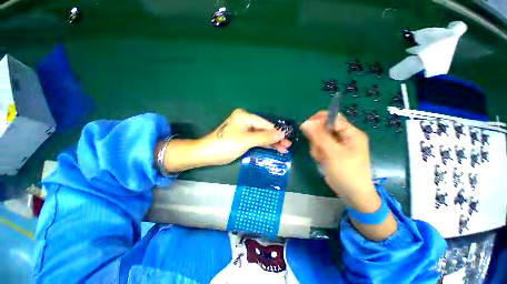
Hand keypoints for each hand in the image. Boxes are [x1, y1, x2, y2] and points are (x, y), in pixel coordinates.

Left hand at [198, 109, 291, 165]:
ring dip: (271, 142)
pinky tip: (273, 147)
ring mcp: (244, 129)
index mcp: (245, 116)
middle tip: (287, 146)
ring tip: (283, 149)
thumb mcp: (246, 140)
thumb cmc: (226, 145)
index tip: (287, 139)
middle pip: (264, 129)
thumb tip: (281, 134)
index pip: (265, 124)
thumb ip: (264, 137)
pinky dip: (264, 144)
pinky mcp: (243, 137)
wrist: (207, 154)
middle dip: (275, 138)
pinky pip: (256, 139)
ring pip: (261, 135)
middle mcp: (245, 120)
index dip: (276, 132)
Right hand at [301, 111, 396, 241]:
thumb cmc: (346, 173)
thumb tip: (306, 123)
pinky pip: (319, 146)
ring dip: (317, 148)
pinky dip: (318, 153)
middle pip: (324, 128)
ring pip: (319, 138)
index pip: (333, 118)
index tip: (305, 128)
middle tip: (318, 150)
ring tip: (322, 158)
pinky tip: (322, 160)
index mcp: (351, 133)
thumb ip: (320, 137)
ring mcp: (337, 144)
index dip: (318, 120)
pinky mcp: (331, 151)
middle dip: (317, 139)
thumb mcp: (333, 153)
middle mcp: (344, 136)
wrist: (352, 193)